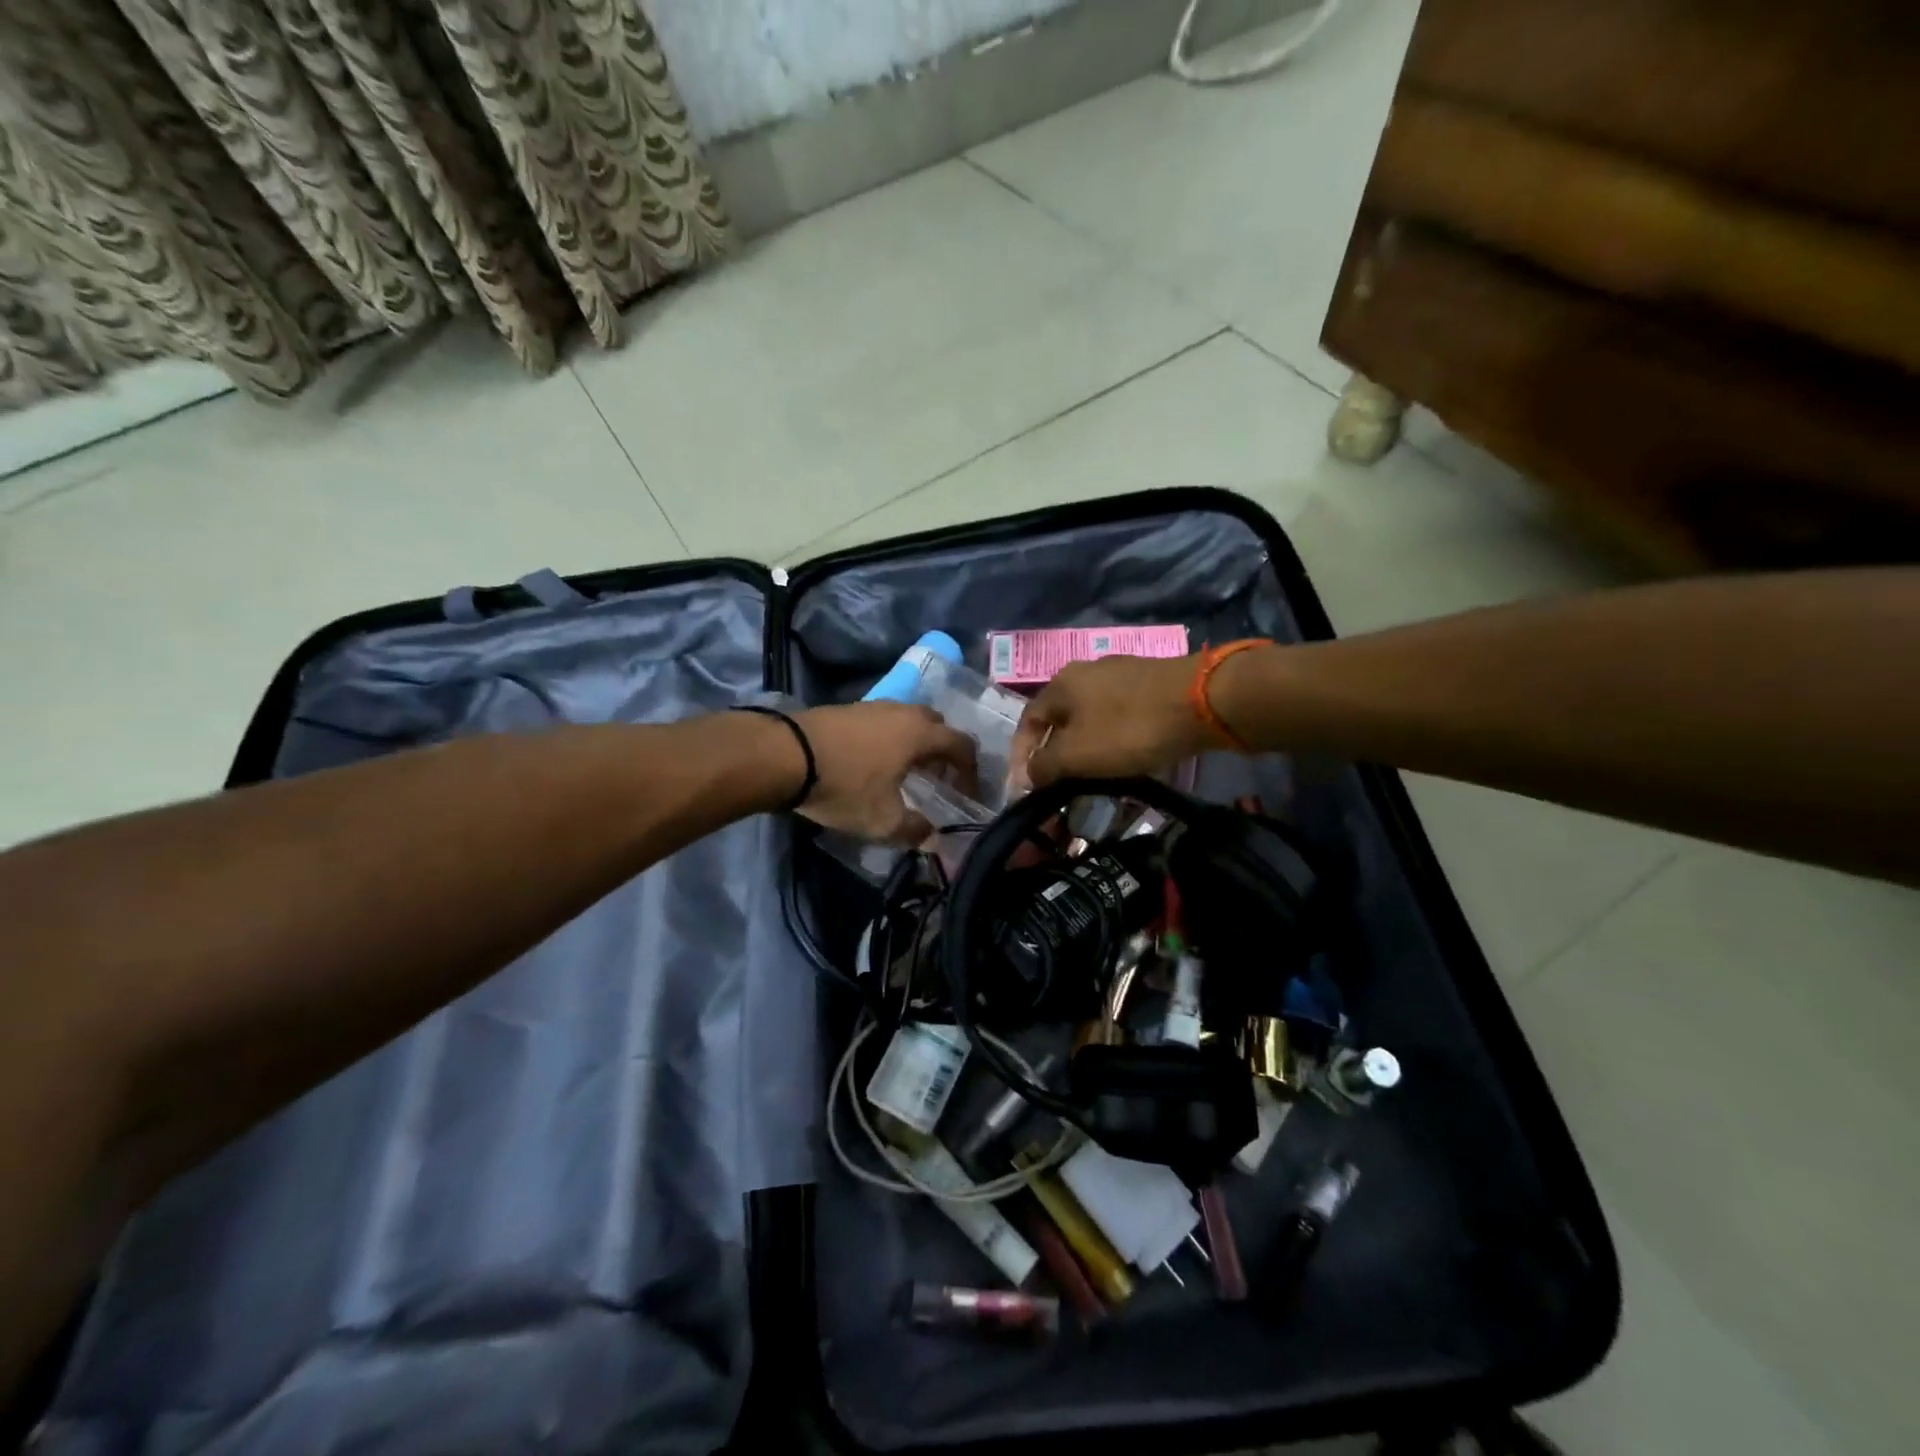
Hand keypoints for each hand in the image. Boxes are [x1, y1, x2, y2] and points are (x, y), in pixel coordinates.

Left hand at [794, 702, 976, 842]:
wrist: (785, 754)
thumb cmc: (844, 786)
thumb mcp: (883, 820)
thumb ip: (914, 831)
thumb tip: (933, 838)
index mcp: (920, 734)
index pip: (962, 745)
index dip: (971, 771)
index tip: (967, 794)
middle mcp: (903, 712)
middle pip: (937, 725)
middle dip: (944, 751)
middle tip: (938, 779)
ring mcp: (873, 706)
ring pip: (907, 720)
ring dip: (915, 743)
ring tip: (905, 772)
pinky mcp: (847, 708)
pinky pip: (882, 721)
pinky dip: (890, 739)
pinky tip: (874, 762)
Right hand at [1013, 654, 1214, 788]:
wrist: (1203, 701)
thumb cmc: (1129, 728)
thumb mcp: (1077, 755)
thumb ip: (1044, 766)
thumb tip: (1026, 775)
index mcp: (1060, 684)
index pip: (1027, 722)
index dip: (1020, 756)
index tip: (1023, 789)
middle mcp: (1085, 672)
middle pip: (1059, 720)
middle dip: (1054, 755)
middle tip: (1057, 787)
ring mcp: (1120, 675)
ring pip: (1089, 719)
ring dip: (1084, 750)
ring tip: (1089, 780)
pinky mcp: (1149, 685)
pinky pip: (1118, 718)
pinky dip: (1111, 741)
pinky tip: (1124, 760)